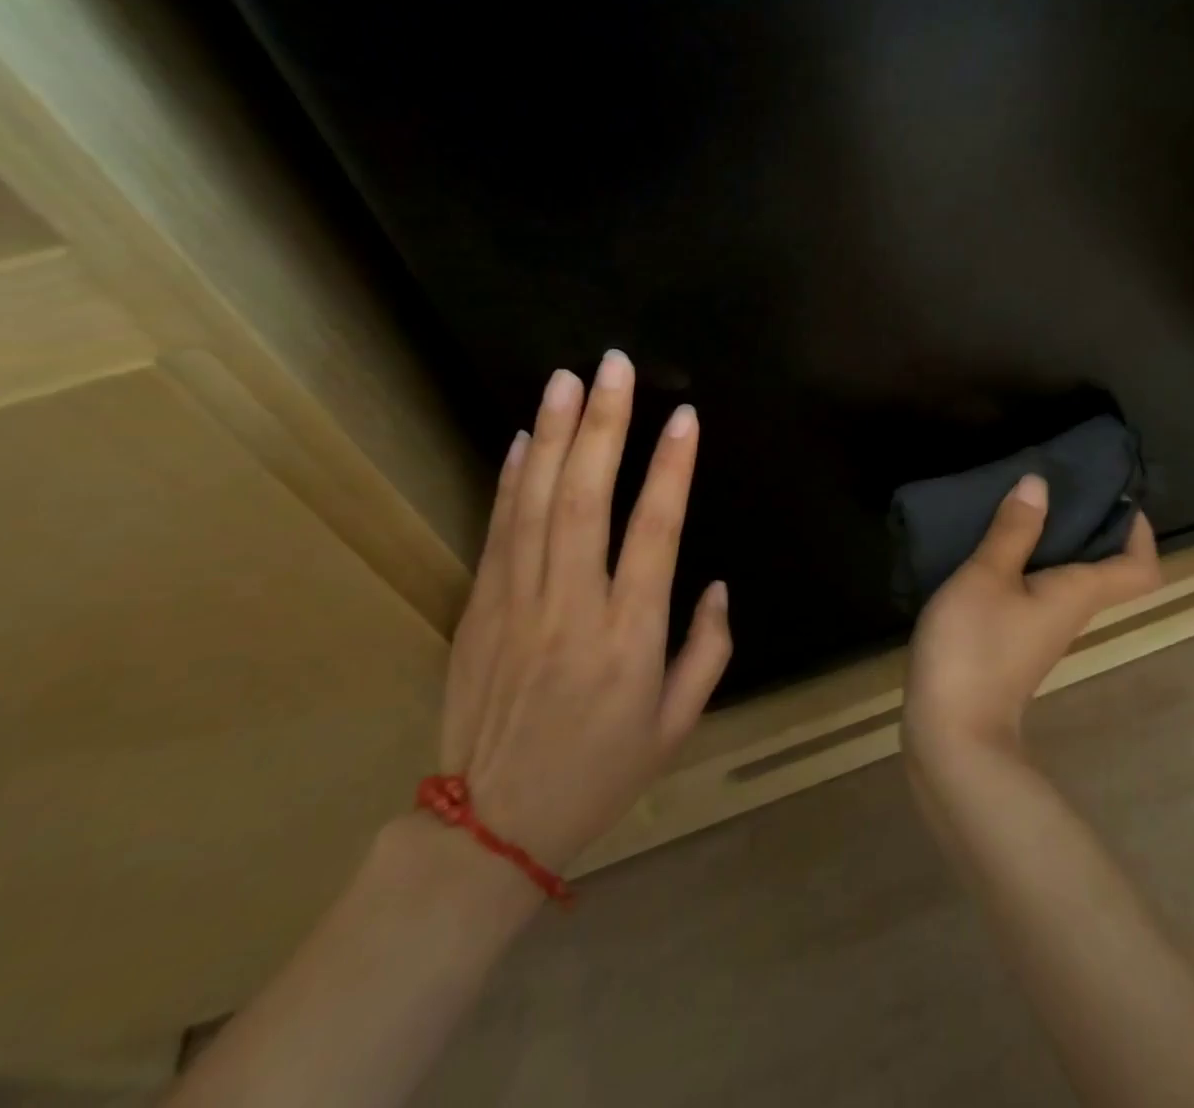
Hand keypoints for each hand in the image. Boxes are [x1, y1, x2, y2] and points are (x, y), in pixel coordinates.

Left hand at [437, 351, 731, 878]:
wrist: (489, 827)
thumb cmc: (600, 773)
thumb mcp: (678, 725)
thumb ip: (707, 650)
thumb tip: (714, 584)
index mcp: (629, 637)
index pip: (655, 533)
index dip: (671, 470)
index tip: (683, 417)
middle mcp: (572, 608)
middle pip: (586, 500)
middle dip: (602, 426)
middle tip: (613, 367)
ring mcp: (517, 604)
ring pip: (535, 503)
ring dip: (551, 436)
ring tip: (566, 380)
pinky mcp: (479, 608)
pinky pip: (497, 530)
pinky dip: (509, 479)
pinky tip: (520, 438)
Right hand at [903, 474, 1160, 762]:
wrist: (952, 732)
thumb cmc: (975, 646)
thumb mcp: (987, 576)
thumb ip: (1012, 531)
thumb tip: (1039, 483)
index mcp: (1078, 594)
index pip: (1140, 570)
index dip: (1141, 534)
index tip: (1117, 498)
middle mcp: (1070, 612)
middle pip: (1103, 568)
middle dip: (1089, 525)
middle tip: (1057, 486)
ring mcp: (1041, 630)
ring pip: (1065, 578)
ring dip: (1053, 542)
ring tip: (1020, 506)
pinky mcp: (1013, 640)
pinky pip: (1035, 591)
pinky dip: (1025, 563)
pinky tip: (990, 548)